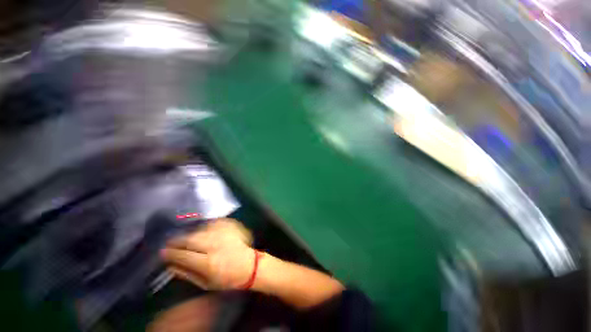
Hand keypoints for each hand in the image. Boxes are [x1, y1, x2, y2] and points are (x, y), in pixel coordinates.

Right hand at [161, 218, 255, 289]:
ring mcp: (223, 233)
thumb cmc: (227, 278)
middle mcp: (215, 245)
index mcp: (208, 262)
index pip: (183, 255)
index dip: (170, 253)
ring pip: (199, 230)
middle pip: (190, 239)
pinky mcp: (230, 226)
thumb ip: (187, 274)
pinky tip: (200, 231)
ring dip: (189, 234)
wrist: (249, 264)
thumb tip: (170, 265)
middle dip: (176, 240)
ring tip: (183, 238)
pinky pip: (211, 223)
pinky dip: (202, 227)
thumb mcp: (206, 283)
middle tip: (169, 243)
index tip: (162, 252)